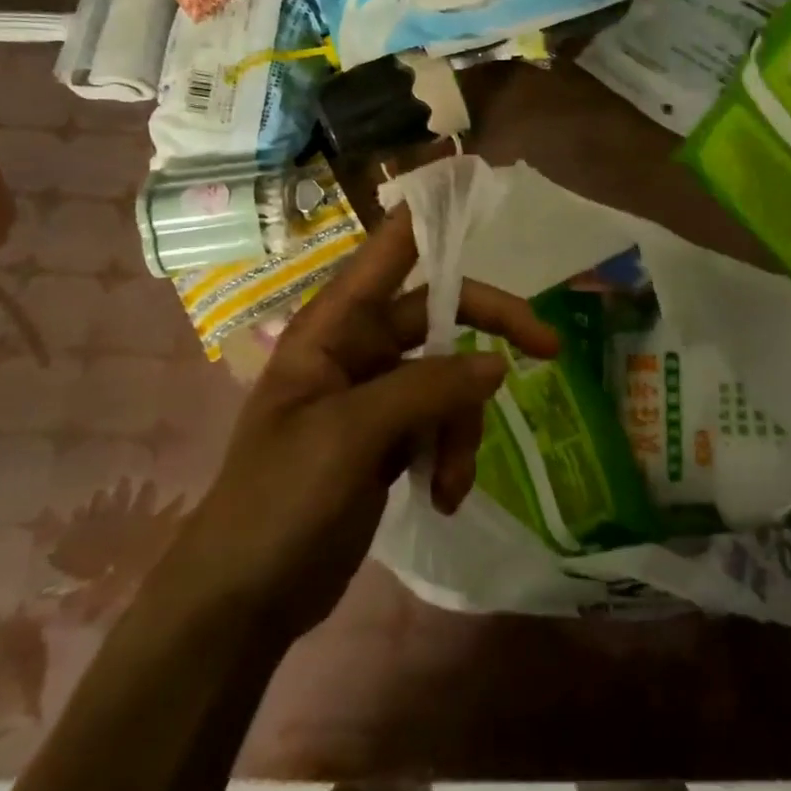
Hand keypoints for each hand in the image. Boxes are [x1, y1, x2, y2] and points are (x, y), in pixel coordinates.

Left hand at [182, 207, 559, 633]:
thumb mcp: (350, 435)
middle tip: (548, 349)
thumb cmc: (278, 500)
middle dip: (490, 336)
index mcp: (333, 328)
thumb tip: (498, 363)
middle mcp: (358, 350)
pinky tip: (445, 497)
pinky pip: (442, 424)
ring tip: (450, 483)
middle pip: (442, 317)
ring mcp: (376, 396)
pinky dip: (453, 456)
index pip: (386, 253)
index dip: (428, 217)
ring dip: (463, 428)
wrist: (242, 600)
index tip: (477, 190)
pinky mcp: (390, 439)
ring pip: (451, 381)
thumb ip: (427, 389)